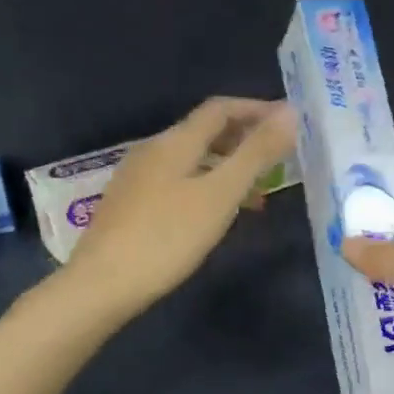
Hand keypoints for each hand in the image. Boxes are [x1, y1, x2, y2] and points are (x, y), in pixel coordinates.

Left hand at [64, 97, 294, 319]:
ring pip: (192, 160)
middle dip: (244, 140)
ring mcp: (137, 178)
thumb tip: (290, 112)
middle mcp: (152, 150)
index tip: (290, 122)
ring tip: (257, 194)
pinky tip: (216, 215)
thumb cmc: (167, 237)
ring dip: (227, 168)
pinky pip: (178, 182)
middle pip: (204, 132)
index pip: (220, 109)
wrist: (103, 284)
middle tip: (279, 159)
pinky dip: (206, 187)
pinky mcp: (130, 205)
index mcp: (174, 142)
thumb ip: (256, 154)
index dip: (256, 110)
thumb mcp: (220, 195)